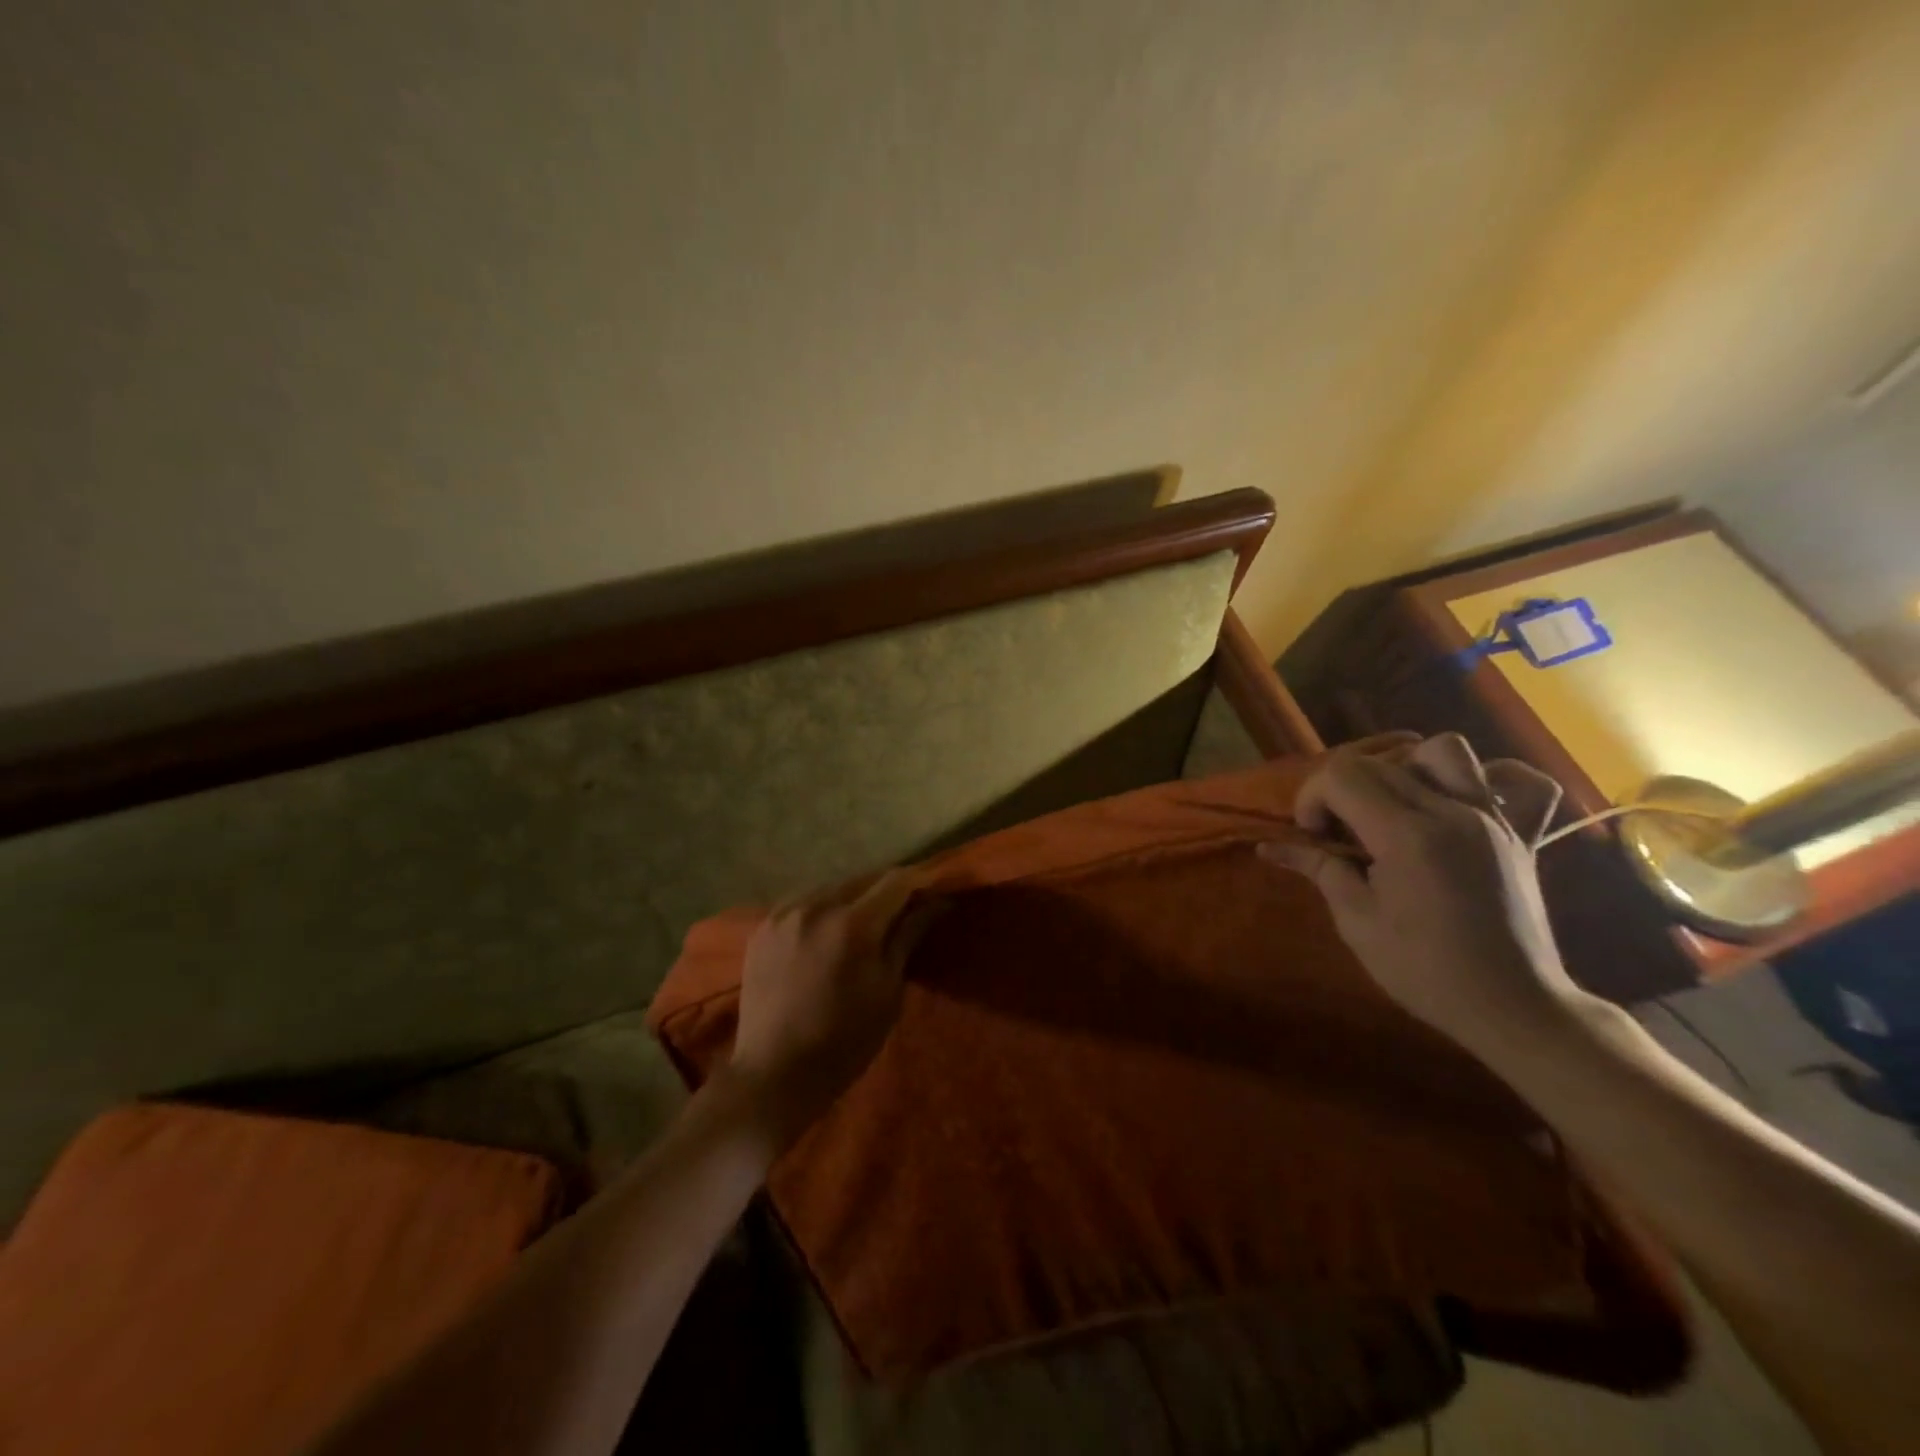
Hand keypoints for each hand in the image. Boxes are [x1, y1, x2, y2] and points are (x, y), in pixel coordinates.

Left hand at [728, 869, 935, 1147]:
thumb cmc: (844, 1041)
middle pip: (863, 878)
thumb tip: (936, 903)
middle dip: (888, 888)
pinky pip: (804, 900)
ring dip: (855, 895)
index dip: (919, 882)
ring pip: (832, 886)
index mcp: (852, 925)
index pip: (895, 881)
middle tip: (906, 907)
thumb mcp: (888, 991)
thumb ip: (907, 937)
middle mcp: (816, 906)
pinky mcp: (764, 925)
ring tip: (868, 918)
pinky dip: (824, 906)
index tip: (933, 892)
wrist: (774, 1073)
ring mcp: (784, 913)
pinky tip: (830, 927)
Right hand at [1260, 734, 1585, 1056]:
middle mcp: (1452, 812)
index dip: (1311, 797)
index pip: (1342, 776)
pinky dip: (1491, 780)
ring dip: (1406, 767)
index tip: (1312, 836)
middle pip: (1379, 762)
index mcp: (1407, 835)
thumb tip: (1270, 847)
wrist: (1513, 1008)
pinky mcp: (1520, 834)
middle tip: (1338, 833)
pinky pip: (1523, 782)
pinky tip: (1464, 803)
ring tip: (1393, 805)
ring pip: (1444, 751)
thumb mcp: (1357, 922)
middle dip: (1342, 788)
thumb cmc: (1425, 971)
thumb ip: (1319, 869)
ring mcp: (1493, 819)